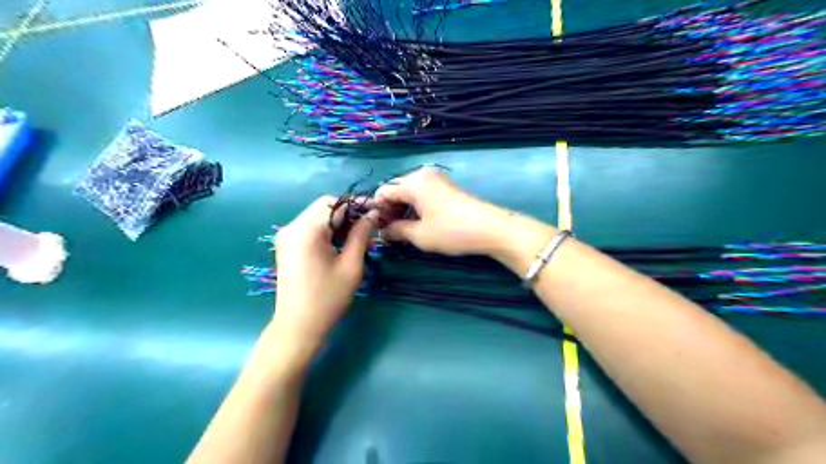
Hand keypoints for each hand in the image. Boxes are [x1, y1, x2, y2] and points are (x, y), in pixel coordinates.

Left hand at [271, 196, 376, 358]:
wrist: (298, 326)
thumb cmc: (328, 298)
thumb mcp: (351, 265)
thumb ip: (361, 235)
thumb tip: (372, 214)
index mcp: (306, 231)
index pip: (334, 203)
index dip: (357, 205)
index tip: (377, 212)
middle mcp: (292, 227)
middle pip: (325, 207)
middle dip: (349, 213)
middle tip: (370, 228)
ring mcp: (287, 236)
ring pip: (318, 216)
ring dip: (339, 223)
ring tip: (360, 239)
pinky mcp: (287, 246)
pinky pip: (310, 228)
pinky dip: (328, 231)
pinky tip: (342, 245)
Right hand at [377, 166, 514, 257]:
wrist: (490, 228)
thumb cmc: (452, 231)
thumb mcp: (420, 235)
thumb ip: (396, 231)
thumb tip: (382, 232)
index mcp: (413, 182)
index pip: (383, 192)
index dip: (377, 211)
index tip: (380, 230)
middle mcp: (422, 174)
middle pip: (396, 189)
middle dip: (390, 210)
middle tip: (392, 232)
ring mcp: (436, 179)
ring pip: (409, 192)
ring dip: (403, 209)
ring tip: (405, 230)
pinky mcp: (446, 186)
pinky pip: (422, 193)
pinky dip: (416, 206)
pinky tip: (419, 222)